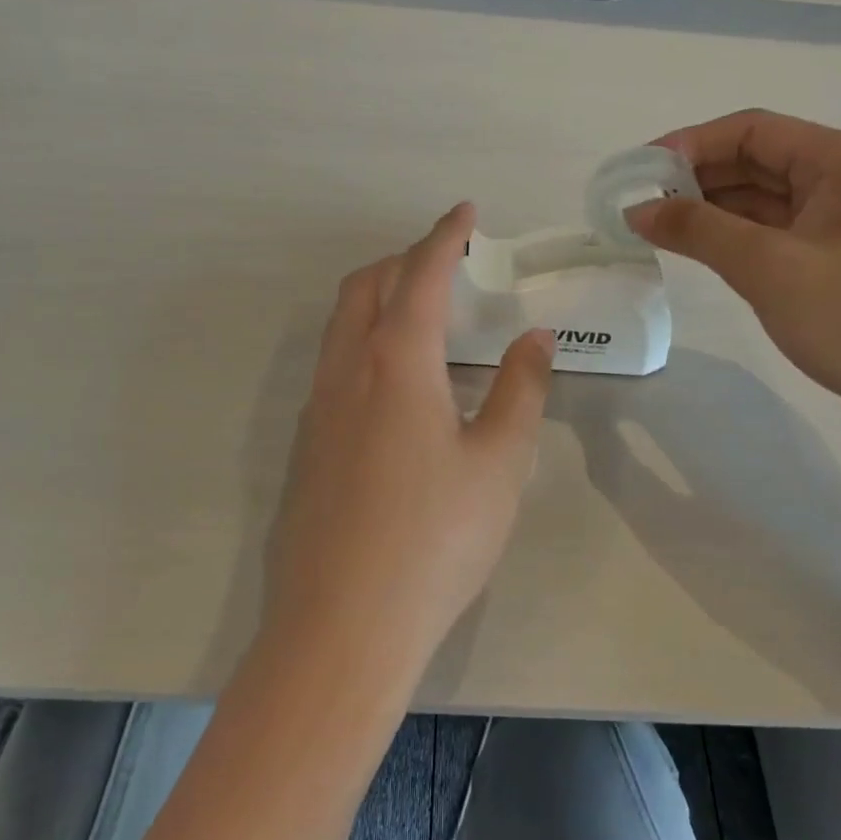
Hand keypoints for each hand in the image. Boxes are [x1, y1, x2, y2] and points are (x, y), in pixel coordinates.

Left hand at [260, 203, 556, 684]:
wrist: (342, 627)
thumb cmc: (435, 540)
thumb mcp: (498, 464)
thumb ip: (521, 391)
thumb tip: (535, 339)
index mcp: (395, 362)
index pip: (420, 274)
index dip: (445, 236)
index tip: (466, 212)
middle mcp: (346, 370)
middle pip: (366, 286)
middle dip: (405, 259)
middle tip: (448, 264)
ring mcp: (317, 408)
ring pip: (341, 324)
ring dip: (379, 299)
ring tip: (426, 318)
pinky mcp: (305, 445)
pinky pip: (333, 364)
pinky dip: (365, 342)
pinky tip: (397, 386)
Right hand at [626, 110, 840, 433]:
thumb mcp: (768, 269)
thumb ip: (697, 230)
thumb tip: (637, 210)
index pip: (752, 130)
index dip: (690, 145)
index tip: (639, 172)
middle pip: (759, 160)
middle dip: (697, 178)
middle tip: (641, 204)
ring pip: (766, 197)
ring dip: (713, 209)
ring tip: (658, 227)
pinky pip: (778, 230)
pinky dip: (737, 235)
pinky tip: (700, 248)